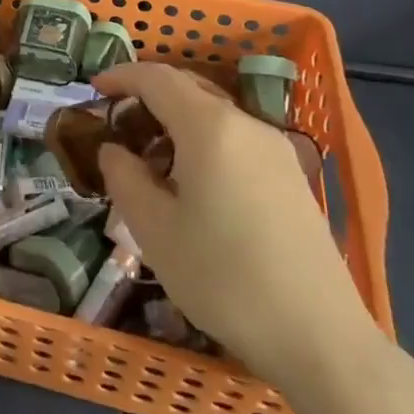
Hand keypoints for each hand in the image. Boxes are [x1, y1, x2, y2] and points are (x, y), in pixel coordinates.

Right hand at [93, 62, 382, 391]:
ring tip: (149, 158)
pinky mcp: (292, 177)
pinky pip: (236, 139)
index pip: (157, 78)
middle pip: (189, 89)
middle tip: (117, 122)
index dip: (121, 76)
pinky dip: (203, 141)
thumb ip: (124, 177)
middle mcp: (246, 125)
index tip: (94, 87)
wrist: (320, 338)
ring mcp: (276, 150)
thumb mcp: (154, 230)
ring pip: (214, 115)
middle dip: (148, 95)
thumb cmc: (223, 277)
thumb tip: (113, 150)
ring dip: (176, 121)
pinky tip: (192, 183)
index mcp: (209, 127)